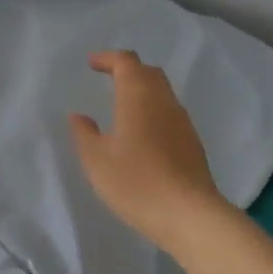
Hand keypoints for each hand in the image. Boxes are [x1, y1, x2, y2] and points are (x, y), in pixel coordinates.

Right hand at [70, 50, 229, 257]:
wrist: (190, 215)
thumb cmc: (136, 182)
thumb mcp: (97, 160)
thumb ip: (84, 134)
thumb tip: (79, 116)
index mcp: (138, 96)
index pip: (126, 62)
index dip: (108, 58)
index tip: (91, 64)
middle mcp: (164, 101)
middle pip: (148, 72)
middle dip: (127, 70)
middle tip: (108, 78)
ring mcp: (182, 122)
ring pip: (162, 92)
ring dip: (142, 90)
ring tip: (122, 105)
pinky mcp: (192, 143)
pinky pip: (169, 113)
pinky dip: (153, 111)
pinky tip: (142, 134)